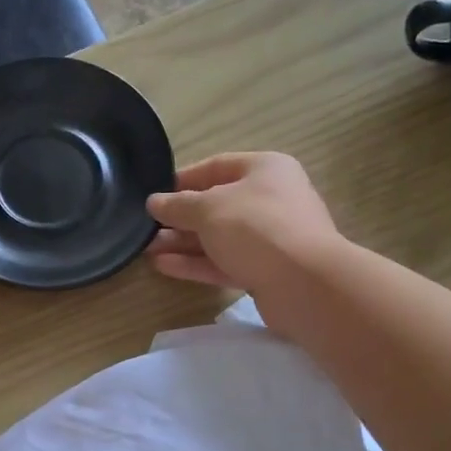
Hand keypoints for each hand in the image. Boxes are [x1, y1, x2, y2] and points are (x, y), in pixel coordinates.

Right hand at [145, 152, 339, 296]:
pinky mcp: (265, 271)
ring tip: (147, 249)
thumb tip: (154, 202)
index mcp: (264, 170)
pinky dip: (196, 263)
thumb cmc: (256, 228)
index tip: (154, 193)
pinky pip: (224, 262)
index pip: (217, 167)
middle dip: (180, 217)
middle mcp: (270, 199)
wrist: (305, 283)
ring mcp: (269, 238)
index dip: (183, 179)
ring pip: (218, 237)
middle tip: (146, 227)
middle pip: (216, 205)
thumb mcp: (208, 208)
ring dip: (183, 243)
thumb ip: (178, 205)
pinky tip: (164, 266)